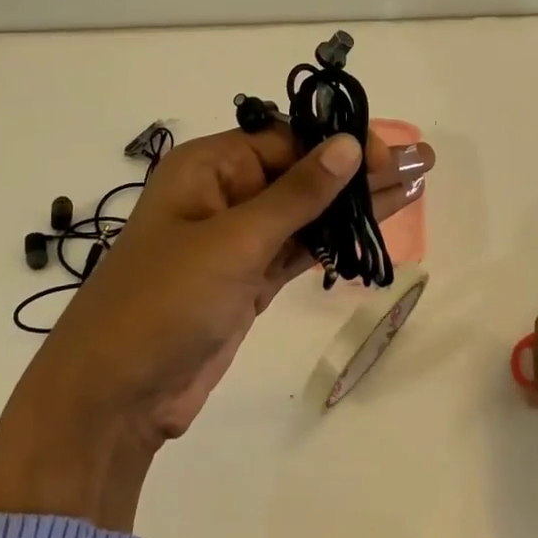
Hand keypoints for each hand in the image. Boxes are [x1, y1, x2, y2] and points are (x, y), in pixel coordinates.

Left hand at [0, 123, 433, 527]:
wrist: (114, 396)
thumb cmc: (163, 303)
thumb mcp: (232, 242)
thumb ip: (296, 195)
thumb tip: (348, 144)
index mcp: (207, 168)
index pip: (286, 141)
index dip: (340, 145)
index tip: (390, 157)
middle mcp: (222, 195)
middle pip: (301, 172)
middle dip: (359, 169)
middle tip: (422, 161)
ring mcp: (236, 241)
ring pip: (306, 212)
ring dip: (356, 202)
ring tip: (416, 185)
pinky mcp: (248, 281)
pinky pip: (299, 248)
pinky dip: (335, 239)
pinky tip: (375, 225)